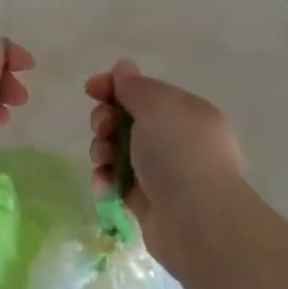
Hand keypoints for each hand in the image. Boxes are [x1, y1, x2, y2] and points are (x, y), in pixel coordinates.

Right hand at [86, 59, 243, 232]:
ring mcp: (163, 173)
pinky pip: (119, 182)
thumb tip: (123, 67)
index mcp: (186, 113)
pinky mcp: (148, 202)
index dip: (115, 87)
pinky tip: (105, 185)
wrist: (196, 221)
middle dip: (106, 121)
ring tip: (103, 161)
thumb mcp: (156, 106)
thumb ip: (135, 86)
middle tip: (103, 129)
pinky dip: (107, 180)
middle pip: (128, 121)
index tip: (91, 90)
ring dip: (103, 151)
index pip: (145, 91)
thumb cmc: (178, 153)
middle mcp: (178, 140)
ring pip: (120, 152)